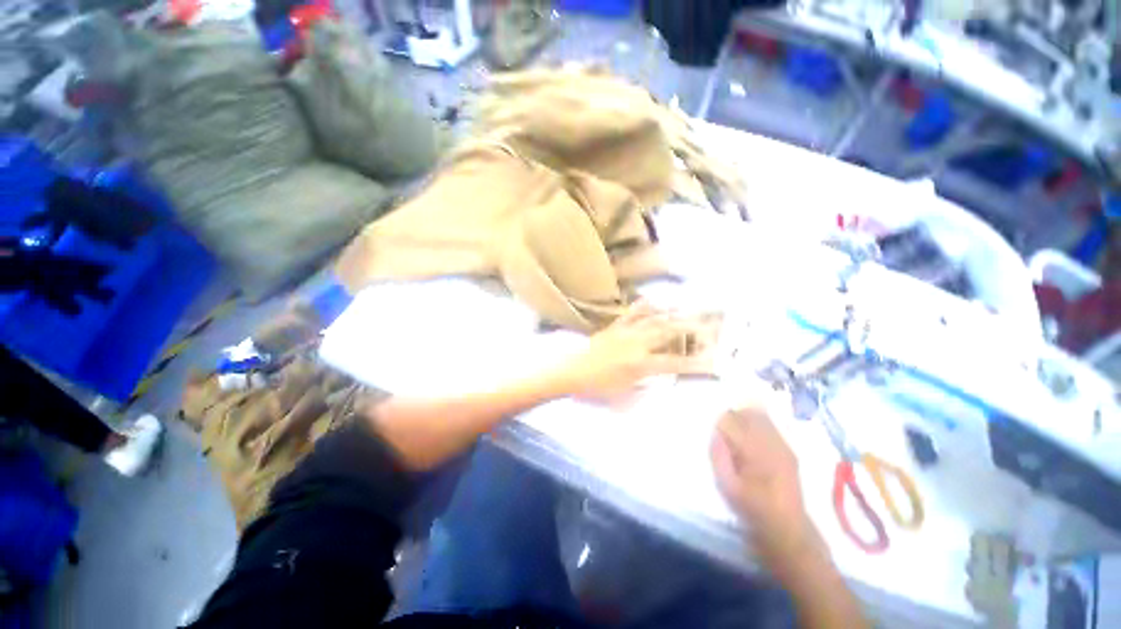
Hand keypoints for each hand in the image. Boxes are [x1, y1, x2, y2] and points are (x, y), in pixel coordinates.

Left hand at [555, 302, 714, 404]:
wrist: (570, 373)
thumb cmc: (596, 389)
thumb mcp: (624, 397)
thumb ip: (647, 387)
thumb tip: (662, 379)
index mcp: (640, 365)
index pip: (674, 362)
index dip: (695, 362)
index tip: (713, 360)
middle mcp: (637, 345)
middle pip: (668, 333)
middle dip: (690, 329)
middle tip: (707, 324)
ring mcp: (625, 332)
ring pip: (653, 320)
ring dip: (672, 314)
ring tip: (688, 310)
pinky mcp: (614, 327)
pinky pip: (631, 314)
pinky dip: (643, 307)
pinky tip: (653, 301)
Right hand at [710, 405, 817, 562]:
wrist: (788, 530)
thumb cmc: (753, 510)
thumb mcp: (728, 487)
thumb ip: (718, 456)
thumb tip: (714, 433)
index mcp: (755, 451)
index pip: (731, 421)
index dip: (720, 425)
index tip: (716, 438)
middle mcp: (772, 443)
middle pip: (747, 412)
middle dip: (732, 417)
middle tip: (724, 435)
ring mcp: (783, 445)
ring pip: (760, 415)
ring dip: (744, 418)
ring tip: (737, 436)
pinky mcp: (788, 449)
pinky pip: (770, 424)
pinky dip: (757, 424)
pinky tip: (751, 440)